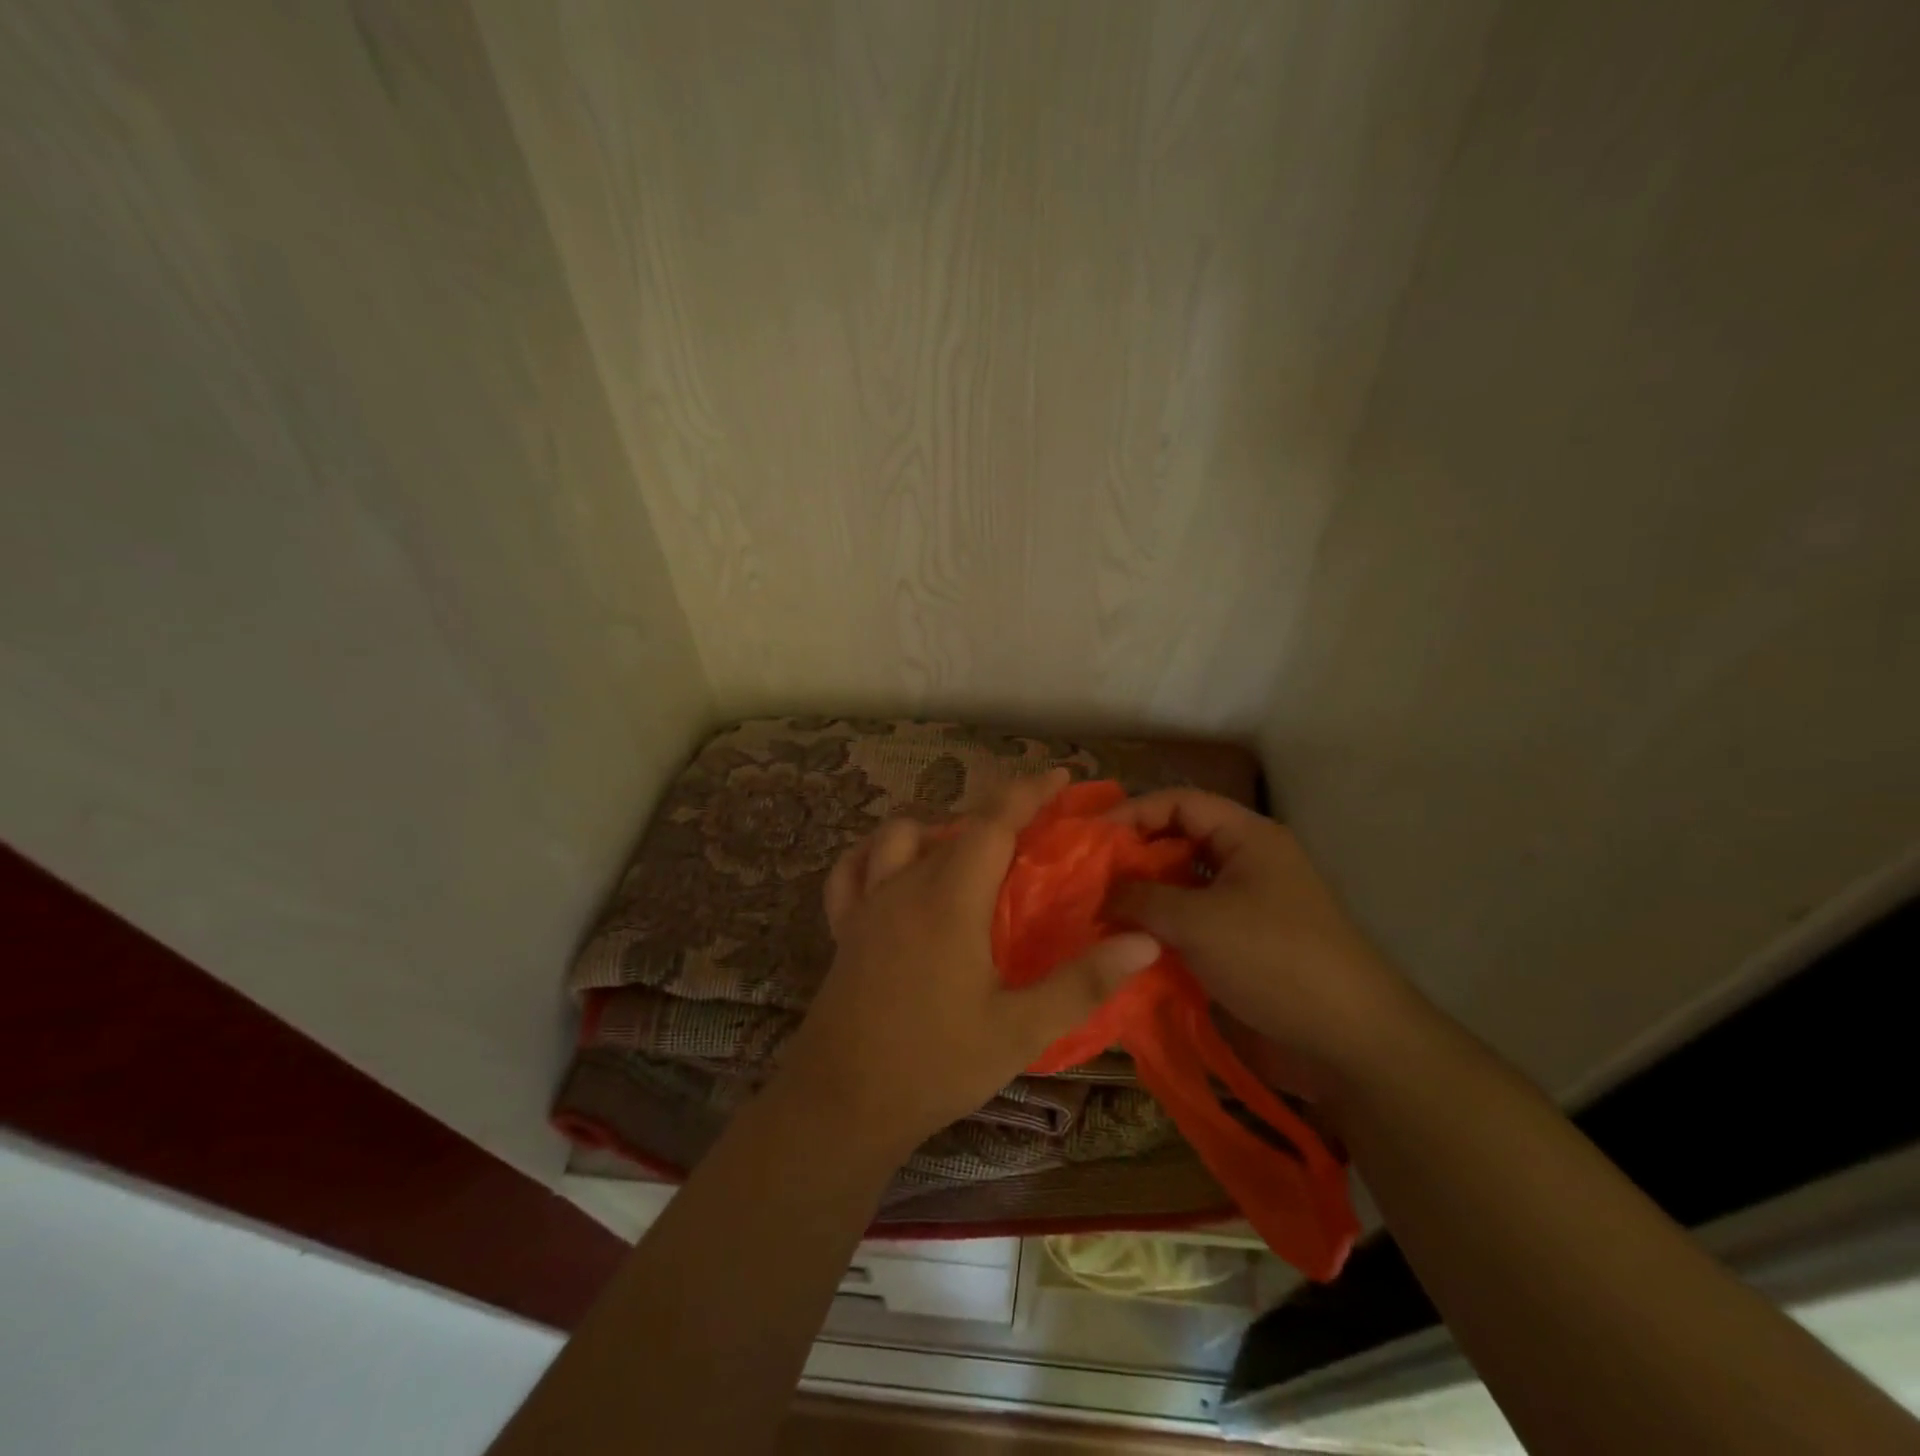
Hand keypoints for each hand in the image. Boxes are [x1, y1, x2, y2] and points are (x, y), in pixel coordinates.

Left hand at [775, 769, 1161, 1154]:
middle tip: (1031, 829)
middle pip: (952, 827)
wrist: (843, 1103)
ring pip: (899, 836)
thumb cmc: (936, 1065)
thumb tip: (1144, 941)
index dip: (1026, 793)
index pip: (993, 824)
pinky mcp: (843, 927)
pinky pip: (850, 870)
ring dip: (935, 829)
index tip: (1058, 777)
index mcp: (950, 900)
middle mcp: (906, 885)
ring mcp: (867, 903)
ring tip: (965, 851)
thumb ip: (1082, 983)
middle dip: (995, 814)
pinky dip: (872, 855)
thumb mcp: (1019, 1032)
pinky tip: (889, 868)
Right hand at [1104, 789, 1413, 1076]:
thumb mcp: (1198, 921)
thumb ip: (1141, 898)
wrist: (1349, 1041)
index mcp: (1247, 836)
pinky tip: (1127, 946)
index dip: (1133, 812)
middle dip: (1132, 857)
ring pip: (1181, 887)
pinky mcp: (1242, 945)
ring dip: (1143, 898)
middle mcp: (1246, 862)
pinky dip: (1159, 930)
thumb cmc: (1273, 960)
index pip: (1179, 802)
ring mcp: (1245, 906)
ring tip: (1097, 913)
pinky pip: (1191, 924)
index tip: (1089, 837)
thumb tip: (1098, 893)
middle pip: (1178, 842)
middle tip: (1086, 879)